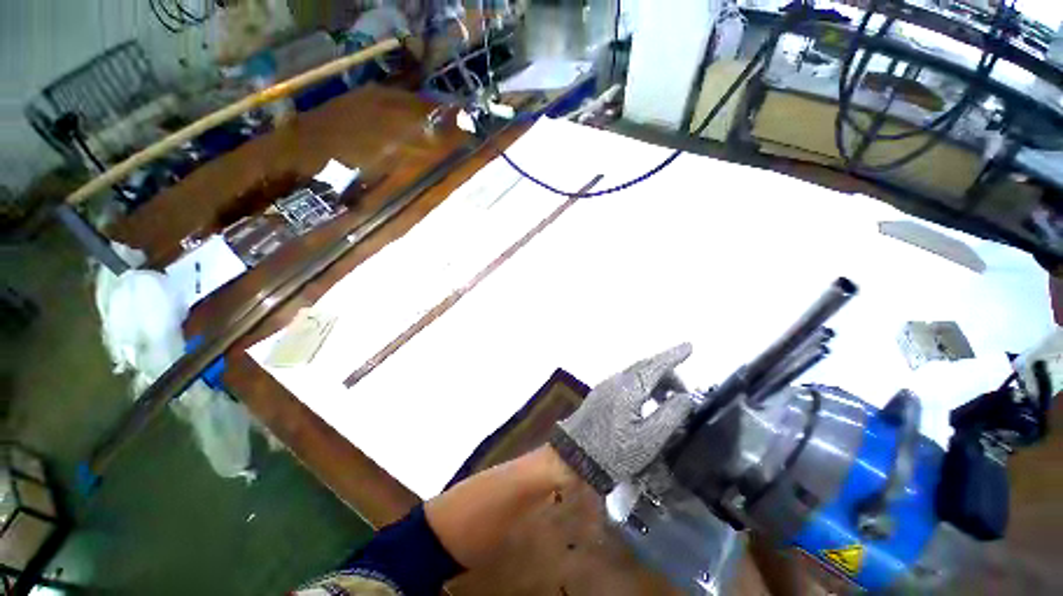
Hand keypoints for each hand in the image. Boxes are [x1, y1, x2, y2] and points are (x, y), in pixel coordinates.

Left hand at [549, 344, 694, 493]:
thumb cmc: (614, 453)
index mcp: (629, 388)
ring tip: (669, 400)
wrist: (574, 458)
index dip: (674, 355)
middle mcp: (616, 380)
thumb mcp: (649, 439)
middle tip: (684, 391)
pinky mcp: (601, 394)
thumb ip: (670, 415)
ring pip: (636, 374)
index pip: (655, 365)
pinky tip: (648, 403)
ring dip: (655, 380)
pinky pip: (627, 382)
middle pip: (645, 367)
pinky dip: (643, 386)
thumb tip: (686, 397)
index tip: (690, 347)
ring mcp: (606, 386)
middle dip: (667, 373)